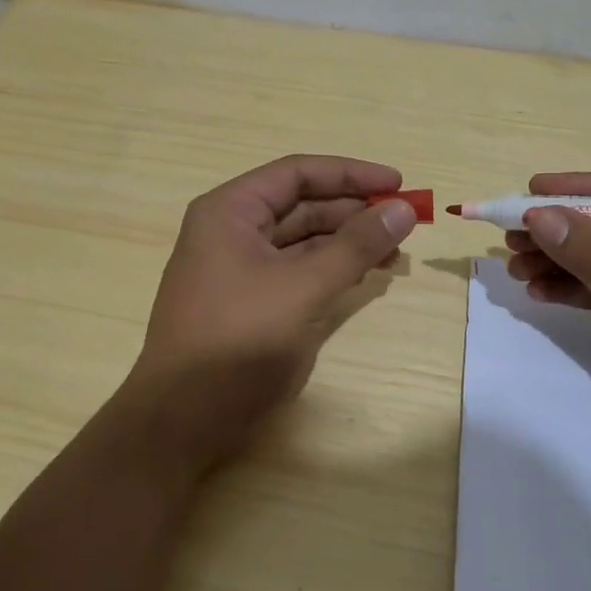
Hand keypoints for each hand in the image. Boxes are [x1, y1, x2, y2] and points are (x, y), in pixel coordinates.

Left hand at [128, 154, 418, 463]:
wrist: (185, 417)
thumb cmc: (239, 340)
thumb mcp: (303, 287)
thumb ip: (355, 246)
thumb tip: (403, 208)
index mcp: (230, 211)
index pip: (297, 173)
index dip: (350, 174)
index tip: (398, 183)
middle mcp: (231, 231)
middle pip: (301, 205)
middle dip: (353, 211)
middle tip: (404, 222)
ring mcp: (238, 269)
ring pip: (302, 241)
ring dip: (347, 243)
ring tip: (394, 252)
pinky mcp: (250, 303)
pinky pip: (296, 272)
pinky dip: (330, 271)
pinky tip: (362, 276)